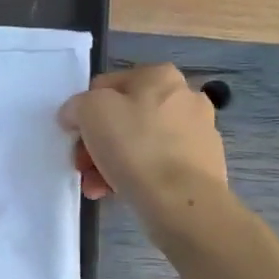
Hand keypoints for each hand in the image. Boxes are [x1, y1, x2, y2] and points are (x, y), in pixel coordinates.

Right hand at [58, 65, 227, 209]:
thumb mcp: (90, 112)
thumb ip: (77, 105)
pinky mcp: (202, 165)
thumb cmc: (135, 148)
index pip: (106, 86)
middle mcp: (185, 98)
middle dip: (97, 143)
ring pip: (139, 143)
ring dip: (111, 163)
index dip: (84, 111)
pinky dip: (137, 175)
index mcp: (160, 76)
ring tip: (97, 187)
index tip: (75, 138)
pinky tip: (120, 193)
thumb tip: (76, 114)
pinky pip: (158, 164)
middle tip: (83, 167)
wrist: (182, 202)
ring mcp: (198, 132)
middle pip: (123, 117)